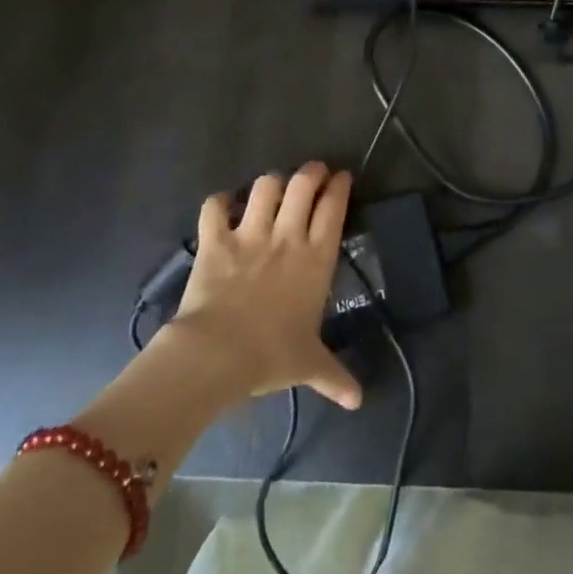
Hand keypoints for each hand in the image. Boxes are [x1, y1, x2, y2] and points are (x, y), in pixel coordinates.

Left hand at [170, 162, 363, 410]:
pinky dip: (218, 201)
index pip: (334, 208)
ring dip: (270, 183)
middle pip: (303, 184)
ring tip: (273, 187)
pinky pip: (214, 206)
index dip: (340, 187)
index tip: (342, 177)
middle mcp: (287, 236)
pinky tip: (223, 205)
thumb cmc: (271, 356)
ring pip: (265, 186)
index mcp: (316, 259)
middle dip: (311, 171)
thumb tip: (358, 401)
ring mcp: (250, 233)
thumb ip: (334, 376)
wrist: (218, 354)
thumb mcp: (309, 365)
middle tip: (313, 172)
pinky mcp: (215, 239)